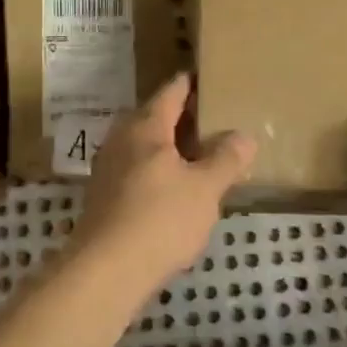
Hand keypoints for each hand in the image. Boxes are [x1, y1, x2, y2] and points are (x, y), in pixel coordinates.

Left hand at [67, 73, 255, 307]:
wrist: (105, 270)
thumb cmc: (159, 219)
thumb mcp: (205, 189)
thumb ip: (226, 160)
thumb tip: (243, 136)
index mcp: (145, 127)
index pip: (171, 93)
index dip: (191, 84)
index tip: (208, 77)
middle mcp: (121, 139)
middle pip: (154, 117)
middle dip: (181, 118)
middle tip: (214, 120)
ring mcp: (108, 168)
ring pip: (143, 146)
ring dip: (169, 147)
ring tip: (199, 155)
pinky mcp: (103, 196)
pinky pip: (136, 170)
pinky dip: (157, 170)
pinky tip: (174, 189)